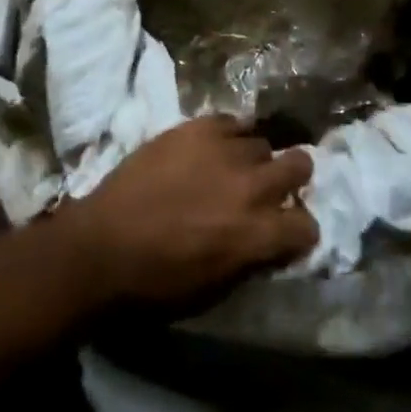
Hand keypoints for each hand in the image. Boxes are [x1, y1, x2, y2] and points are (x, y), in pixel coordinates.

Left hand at [61, 116, 317, 308]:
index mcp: (258, 234)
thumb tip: (271, 241)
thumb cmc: (156, 285)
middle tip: (271, 189)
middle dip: (292, 178)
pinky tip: (211, 150)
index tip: (287, 232)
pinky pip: (231, 121)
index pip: (308, 225)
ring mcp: (226, 149)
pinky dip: (227, 136)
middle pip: (300, 164)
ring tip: (232, 169)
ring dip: (253, 159)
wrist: (102, 246)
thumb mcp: (215, 290)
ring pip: (263, 142)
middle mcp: (252, 186)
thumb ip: (253, 258)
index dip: (299, 230)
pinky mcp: (199, 126)